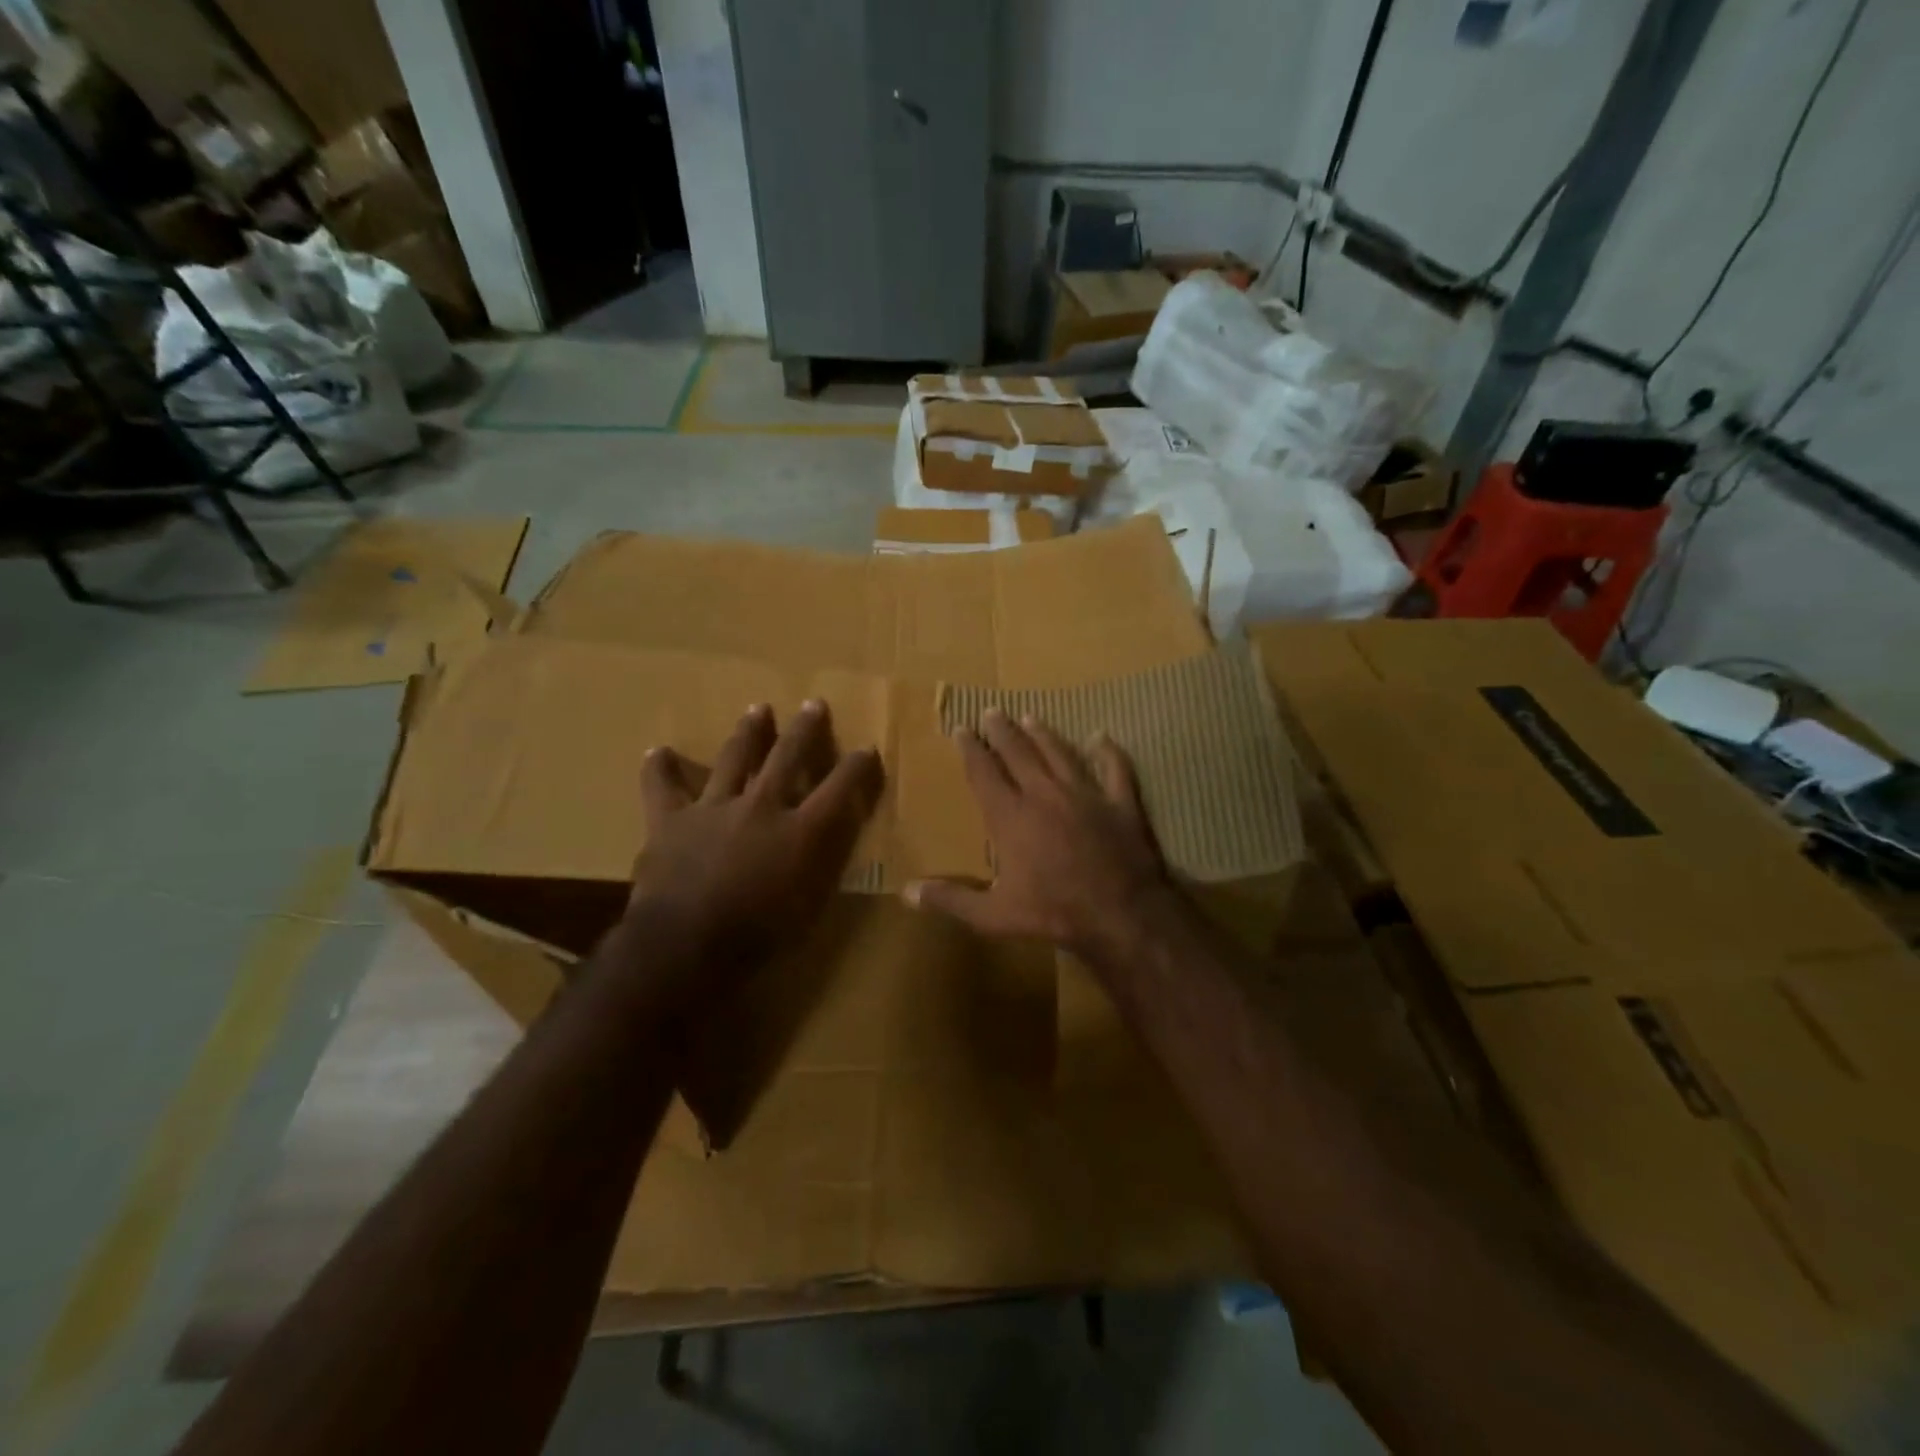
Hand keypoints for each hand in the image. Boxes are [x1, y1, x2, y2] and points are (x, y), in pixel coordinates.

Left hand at [612, 700, 882, 1014]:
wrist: (686, 943)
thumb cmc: (758, 934)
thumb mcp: (811, 905)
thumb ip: (823, 862)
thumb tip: (833, 833)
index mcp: (800, 830)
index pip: (839, 788)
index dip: (857, 767)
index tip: (867, 749)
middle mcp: (761, 806)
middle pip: (788, 757)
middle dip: (805, 730)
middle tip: (813, 704)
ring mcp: (714, 808)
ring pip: (735, 759)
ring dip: (749, 732)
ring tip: (758, 709)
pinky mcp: (671, 820)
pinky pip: (663, 787)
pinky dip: (660, 769)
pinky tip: (659, 751)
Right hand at [904, 709, 1177, 961]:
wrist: (1121, 913)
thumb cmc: (1053, 912)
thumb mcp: (994, 915)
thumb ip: (951, 900)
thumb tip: (907, 892)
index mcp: (1011, 817)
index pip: (984, 773)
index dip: (971, 750)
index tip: (961, 729)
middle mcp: (1044, 794)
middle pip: (1019, 754)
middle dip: (1002, 731)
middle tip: (992, 711)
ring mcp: (1085, 794)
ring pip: (1060, 754)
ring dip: (1043, 734)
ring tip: (1030, 718)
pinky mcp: (1120, 803)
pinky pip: (1114, 769)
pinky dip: (1108, 752)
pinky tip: (1101, 737)